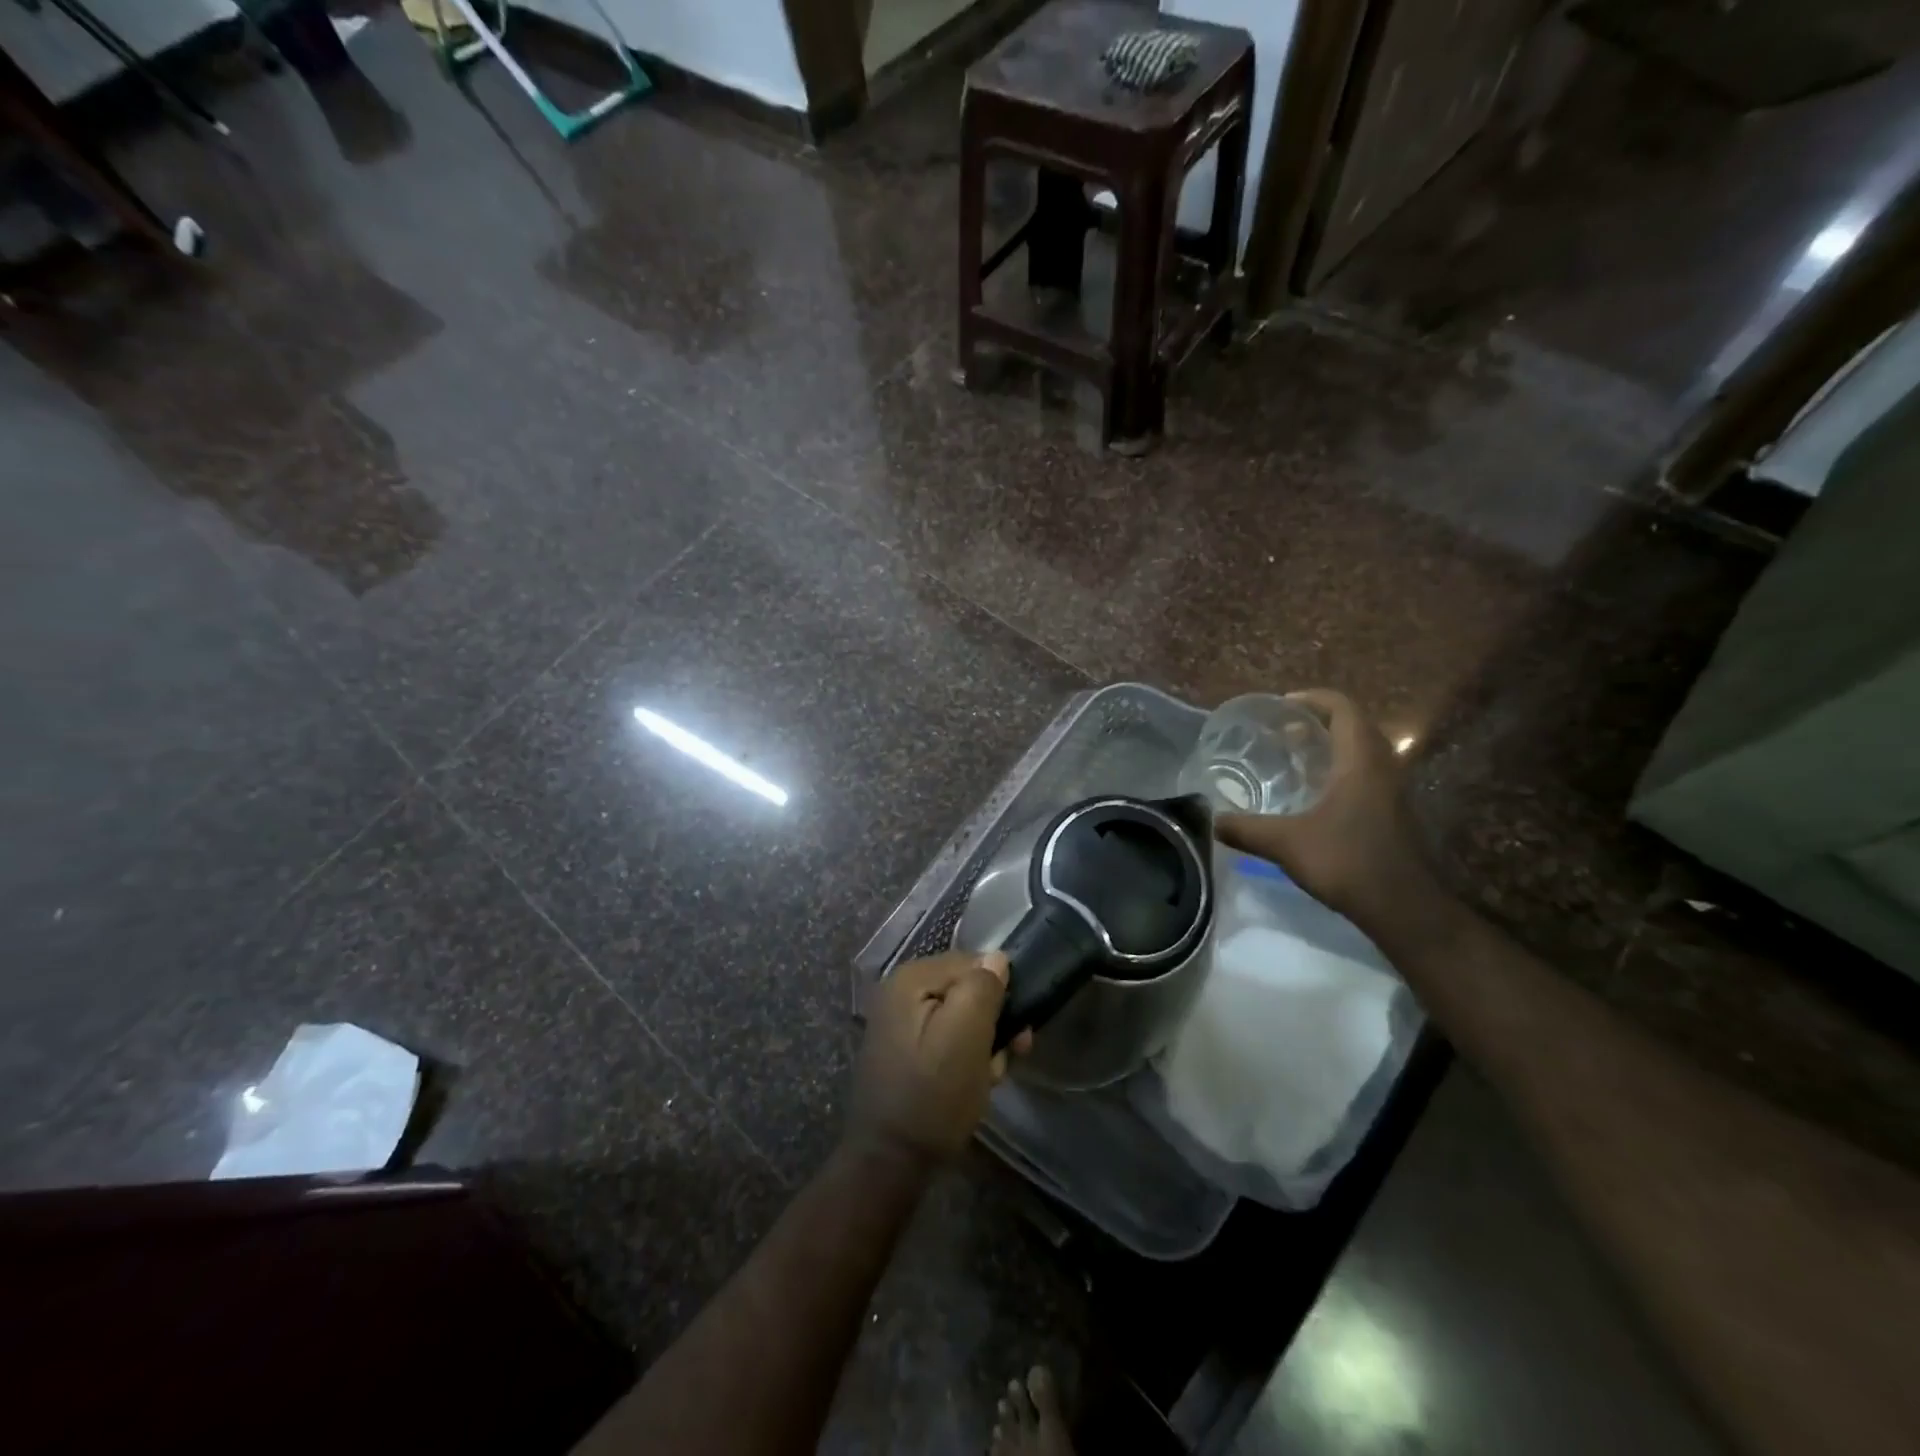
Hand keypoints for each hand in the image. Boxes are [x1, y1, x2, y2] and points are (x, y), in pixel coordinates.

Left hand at [848, 951, 1030, 1164]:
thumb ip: (982, 989)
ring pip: (961, 1018)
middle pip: (967, 990)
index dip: (1001, 993)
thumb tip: (997, 957)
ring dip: (982, 1046)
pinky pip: (947, 1040)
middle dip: (992, 1023)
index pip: (974, 963)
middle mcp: (902, 991)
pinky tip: (971, 1087)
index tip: (1017, 1032)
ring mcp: (901, 1022)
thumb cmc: (932, 1096)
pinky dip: (965, 1060)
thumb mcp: (966, 1037)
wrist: (889, 1163)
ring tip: (986, 1080)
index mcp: (911, 978)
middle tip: (1005, 1059)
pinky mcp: (905, 1051)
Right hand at [1215, 689, 1438, 931]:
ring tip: (1292, 759)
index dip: (1311, 699)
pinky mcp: (1394, 812)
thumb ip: (1246, 829)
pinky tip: (1313, 796)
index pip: (1342, 708)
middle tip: (1281, 733)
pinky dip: (1340, 770)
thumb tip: (1211, 821)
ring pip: (1362, 751)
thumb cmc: (1348, 862)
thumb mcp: (1287, 844)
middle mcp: (1383, 767)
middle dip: (1317, 722)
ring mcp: (1393, 791)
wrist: (1405, 908)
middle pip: (1354, 725)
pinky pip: (1366, 774)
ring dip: (1330, 747)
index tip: (1280, 706)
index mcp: (1361, 761)